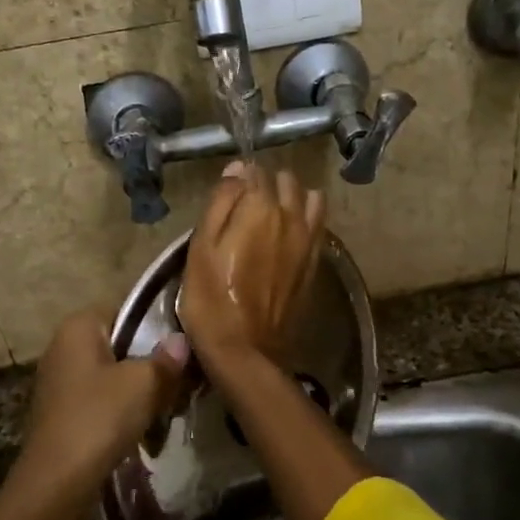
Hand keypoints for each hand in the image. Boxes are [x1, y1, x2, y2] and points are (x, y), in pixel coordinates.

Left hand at [11, 307, 190, 519]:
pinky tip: (146, 427)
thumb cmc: (100, 417)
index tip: (185, 346)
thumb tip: (181, 342)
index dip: (158, 326)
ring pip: (114, 374)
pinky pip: (102, 399)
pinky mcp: (63, 413)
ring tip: (170, 406)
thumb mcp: (144, 383)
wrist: (57, 483)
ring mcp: (61, 381)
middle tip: (182, 379)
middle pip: (121, 344)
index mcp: (78, 326)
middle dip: (151, 362)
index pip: (126, 310)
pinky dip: (123, 410)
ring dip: (140, 390)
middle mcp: (64, 346)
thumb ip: (166, 359)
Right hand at [180, 162, 325, 366]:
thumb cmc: (211, 297)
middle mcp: (292, 217)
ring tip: (272, 215)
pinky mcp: (315, 262)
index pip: (254, 172)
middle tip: (245, 206)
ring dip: (293, 197)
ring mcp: (308, 240)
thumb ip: (220, 203)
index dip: (238, 178)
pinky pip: (319, 224)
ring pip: (311, 198)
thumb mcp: (201, 247)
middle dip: (267, 184)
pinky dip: (307, 218)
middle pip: (286, 181)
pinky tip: (289, 232)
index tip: (226, 194)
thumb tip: (237, 170)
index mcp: (261, 208)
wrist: (245, 349)